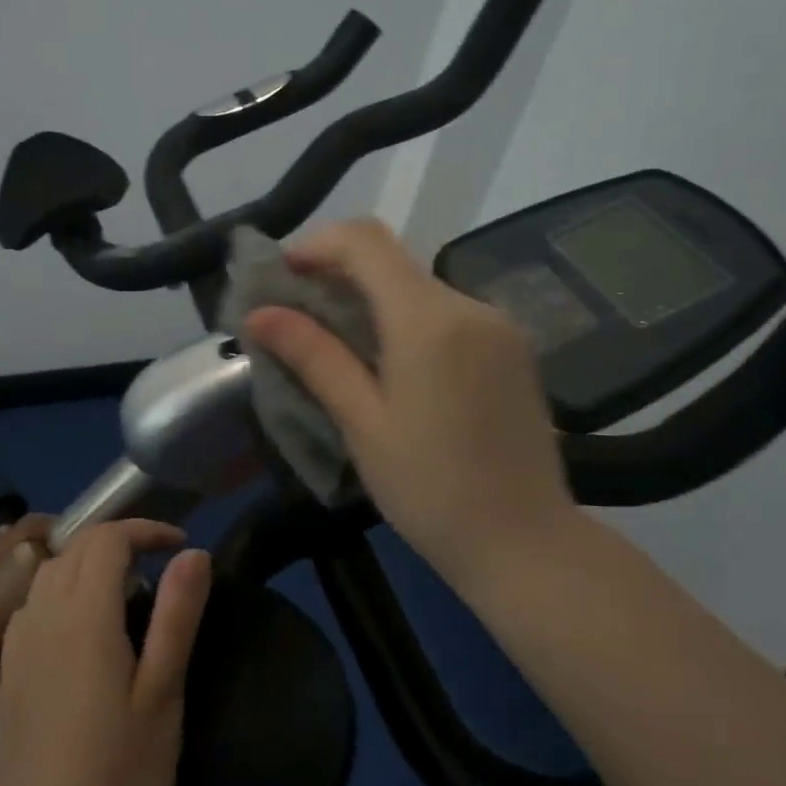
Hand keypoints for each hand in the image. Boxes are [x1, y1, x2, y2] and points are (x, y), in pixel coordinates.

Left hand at [0, 520, 211, 785]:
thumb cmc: (118, 774)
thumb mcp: (163, 693)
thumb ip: (177, 615)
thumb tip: (193, 553)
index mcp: (84, 614)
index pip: (109, 539)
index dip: (146, 530)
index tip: (180, 546)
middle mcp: (44, 613)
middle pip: (77, 546)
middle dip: (120, 540)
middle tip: (160, 563)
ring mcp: (18, 642)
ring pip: (51, 570)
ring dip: (88, 562)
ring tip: (125, 591)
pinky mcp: (6, 670)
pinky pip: (32, 602)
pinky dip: (61, 589)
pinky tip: (81, 628)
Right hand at [241, 218, 575, 581]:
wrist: (527, 544)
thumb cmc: (430, 489)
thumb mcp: (362, 422)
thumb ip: (313, 356)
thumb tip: (258, 314)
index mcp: (428, 319)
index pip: (365, 241)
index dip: (316, 244)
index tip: (281, 276)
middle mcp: (468, 305)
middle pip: (391, 260)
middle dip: (337, 273)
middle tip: (295, 314)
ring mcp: (497, 324)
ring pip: (418, 286)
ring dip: (370, 298)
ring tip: (334, 342)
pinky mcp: (510, 347)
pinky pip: (446, 312)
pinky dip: (405, 318)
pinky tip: (386, 361)